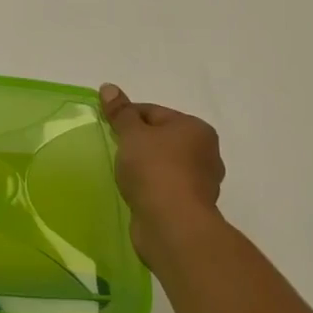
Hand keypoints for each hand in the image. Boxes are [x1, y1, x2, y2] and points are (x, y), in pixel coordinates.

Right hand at [100, 83, 225, 267]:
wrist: (172, 225)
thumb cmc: (154, 169)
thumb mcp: (132, 134)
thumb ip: (120, 112)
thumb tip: (109, 87)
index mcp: (196, 129)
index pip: (154, 112)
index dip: (127, 116)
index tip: (107, 127)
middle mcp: (205, 153)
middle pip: (161, 138)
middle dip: (137, 142)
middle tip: (114, 149)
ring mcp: (201, 182)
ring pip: (164, 164)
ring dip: (144, 166)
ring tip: (122, 172)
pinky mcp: (191, 206)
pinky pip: (165, 187)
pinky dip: (150, 186)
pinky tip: (134, 191)